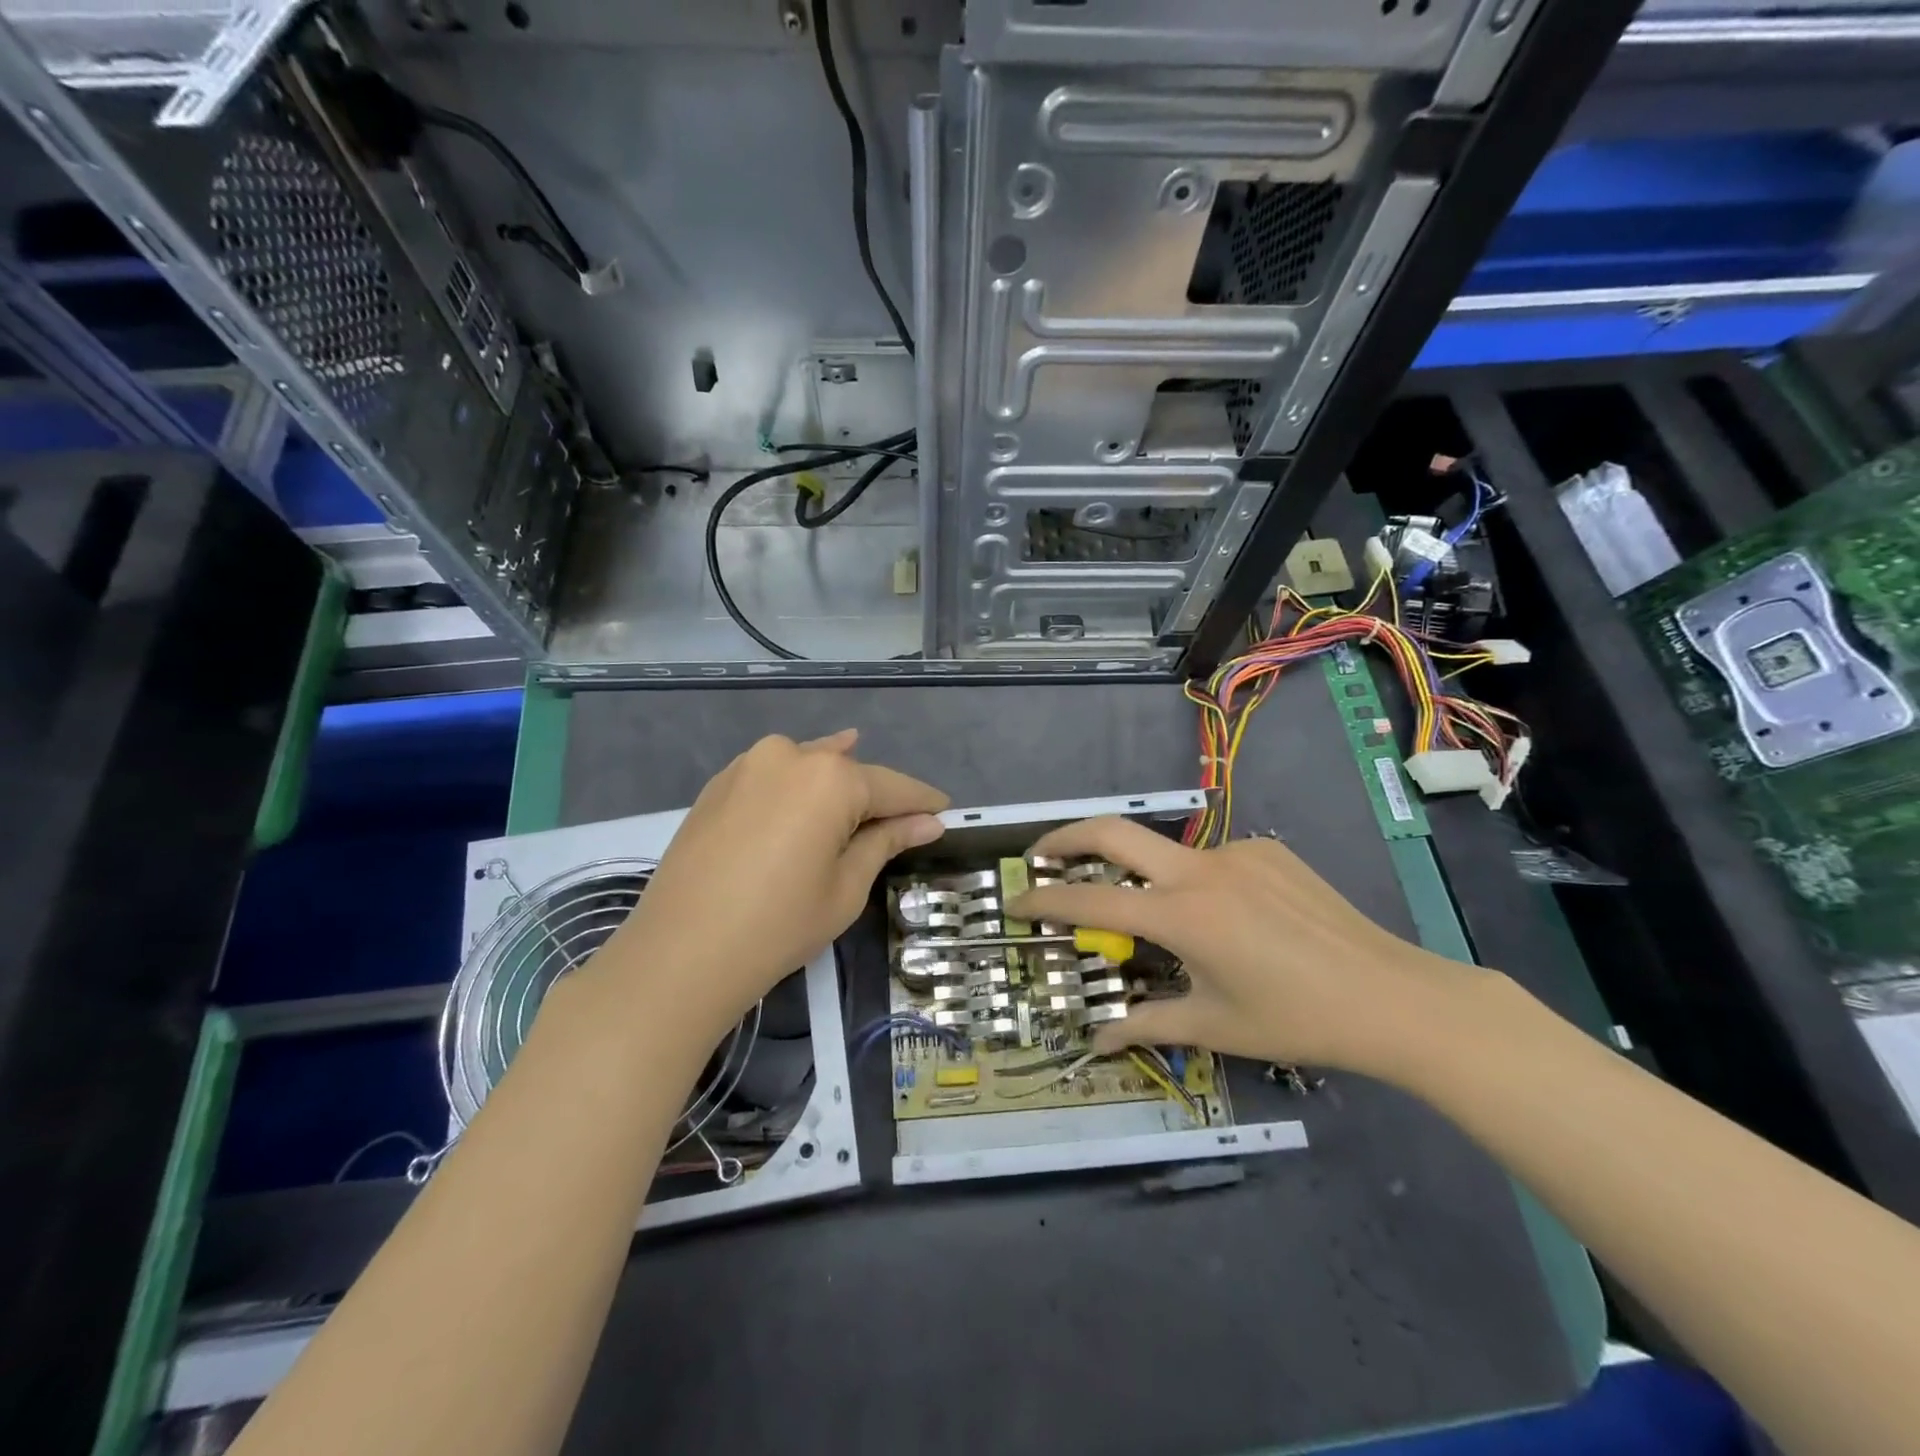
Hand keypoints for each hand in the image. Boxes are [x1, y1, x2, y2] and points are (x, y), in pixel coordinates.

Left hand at [597, 731, 947, 1046]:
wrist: (679, 953)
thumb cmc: (778, 925)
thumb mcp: (845, 887)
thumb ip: (886, 842)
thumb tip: (928, 822)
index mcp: (830, 778)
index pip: (892, 786)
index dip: (921, 802)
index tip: (945, 811)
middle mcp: (789, 755)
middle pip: (848, 772)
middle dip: (876, 796)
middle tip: (901, 818)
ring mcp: (747, 765)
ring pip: (808, 766)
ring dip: (835, 782)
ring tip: (858, 792)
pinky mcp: (718, 785)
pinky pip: (772, 775)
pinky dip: (796, 785)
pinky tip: (806, 792)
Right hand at [1010, 818, 1485, 1074]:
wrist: (1395, 996)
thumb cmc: (1297, 1020)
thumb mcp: (1215, 1026)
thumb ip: (1147, 1024)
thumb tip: (1097, 1042)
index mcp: (1182, 917)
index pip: (1090, 903)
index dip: (1045, 902)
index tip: (1016, 901)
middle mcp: (1200, 870)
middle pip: (1113, 831)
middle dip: (1066, 838)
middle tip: (1041, 857)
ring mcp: (1236, 852)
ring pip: (1167, 853)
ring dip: (1143, 875)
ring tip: (1161, 919)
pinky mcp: (1268, 850)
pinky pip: (1213, 860)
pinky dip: (1196, 883)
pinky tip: (1229, 920)